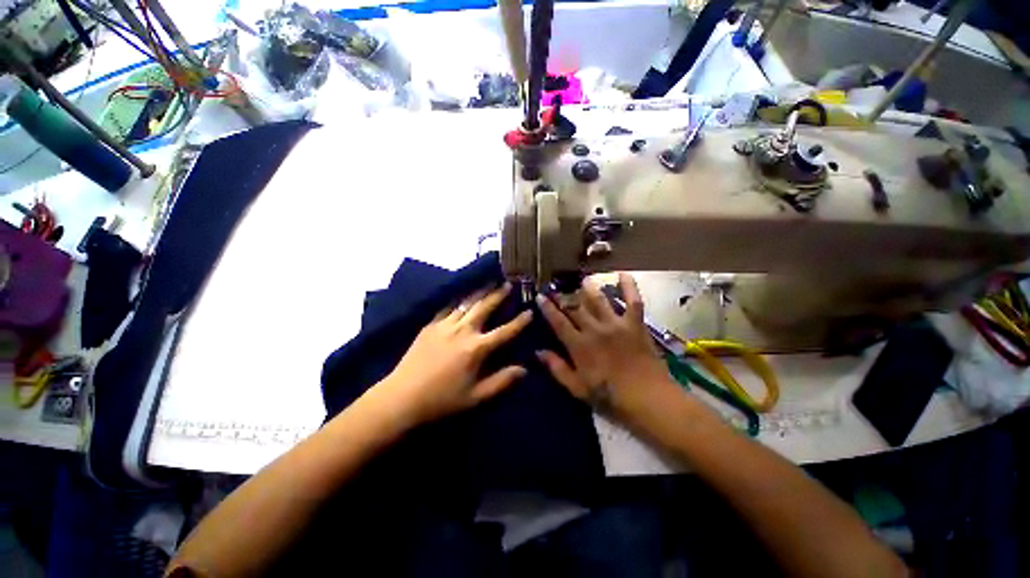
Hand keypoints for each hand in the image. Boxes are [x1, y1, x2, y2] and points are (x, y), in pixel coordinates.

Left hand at [377, 283, 532, 425]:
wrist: (401, 397)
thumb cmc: (442, 400)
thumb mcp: (476, 397)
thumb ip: (502, 382)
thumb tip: (524, 369)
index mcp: (477, 349)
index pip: (504, 332)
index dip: (519, 322)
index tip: (529, 311)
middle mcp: (463, 331)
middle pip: (485, 307)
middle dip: (498, 294)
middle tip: (508, 283)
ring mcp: (445, 325)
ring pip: (467, 302)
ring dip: (480, 291)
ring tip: (490, 282)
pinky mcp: (430, 325)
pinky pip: (448, 307)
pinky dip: (459, 299)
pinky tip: (463, 294)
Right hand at [535, 274, 679, 424]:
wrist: (648, 398)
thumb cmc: (610, 396)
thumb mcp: (577, 388)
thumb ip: (557, 368)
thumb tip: (538, 351)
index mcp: (580, 345)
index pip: (558, 322)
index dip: (548, 308)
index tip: (540, 296)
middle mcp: (595, 329)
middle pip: (575, 308)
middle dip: (563, 297)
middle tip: (556, 289)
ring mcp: (616, 324)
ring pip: (598, 300)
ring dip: (589, 288)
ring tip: (583, 280)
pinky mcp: (635, 323)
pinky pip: (632, 300)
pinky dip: (629, 286)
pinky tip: (624, 273)